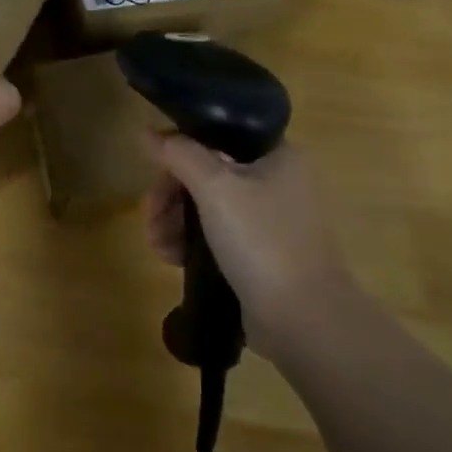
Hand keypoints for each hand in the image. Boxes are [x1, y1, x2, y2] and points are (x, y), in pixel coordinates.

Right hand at [145, 138, 353, 349]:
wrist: (304, 320)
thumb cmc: (262, 240)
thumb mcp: (215, 187)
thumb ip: (179, 153)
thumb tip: (147, 131)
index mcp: (277, 154)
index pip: (216, 136)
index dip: (180, 152)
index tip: (155, 175)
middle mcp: (278, 180)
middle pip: (207, 173)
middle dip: (171, 196)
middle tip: (151, 218)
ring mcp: (271, 220)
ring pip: (208, 206)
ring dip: (175, 222)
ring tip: (159, 247)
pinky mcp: (262, 253)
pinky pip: (218, 235)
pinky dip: (192, 242)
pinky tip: (173, 259)